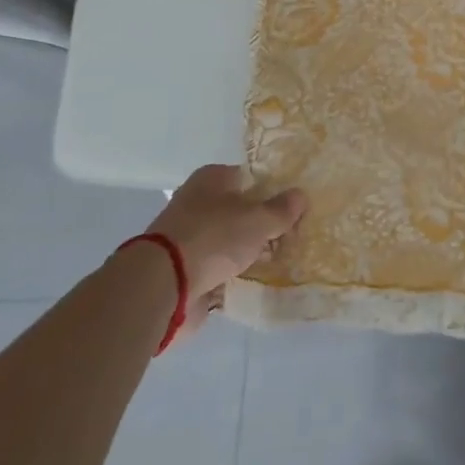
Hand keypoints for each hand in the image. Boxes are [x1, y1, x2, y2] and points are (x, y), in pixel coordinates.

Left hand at [147, 165, 306, 329]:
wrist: (163, 287)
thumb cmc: (213, 237)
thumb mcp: (258, 219)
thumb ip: (281, 209)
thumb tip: (300, 195)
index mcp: (212, 179)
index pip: (249, 177)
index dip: (272, 190)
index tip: (293, 206)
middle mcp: (197, 204)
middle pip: (239, 211)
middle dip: (261, 224)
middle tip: (291, 235)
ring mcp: (188, 239)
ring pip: (229, 242)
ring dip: (248, 252)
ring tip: (280, 261)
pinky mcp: (184, 272)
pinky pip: (219, 270)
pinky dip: (234, 276)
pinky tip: (257, 282)